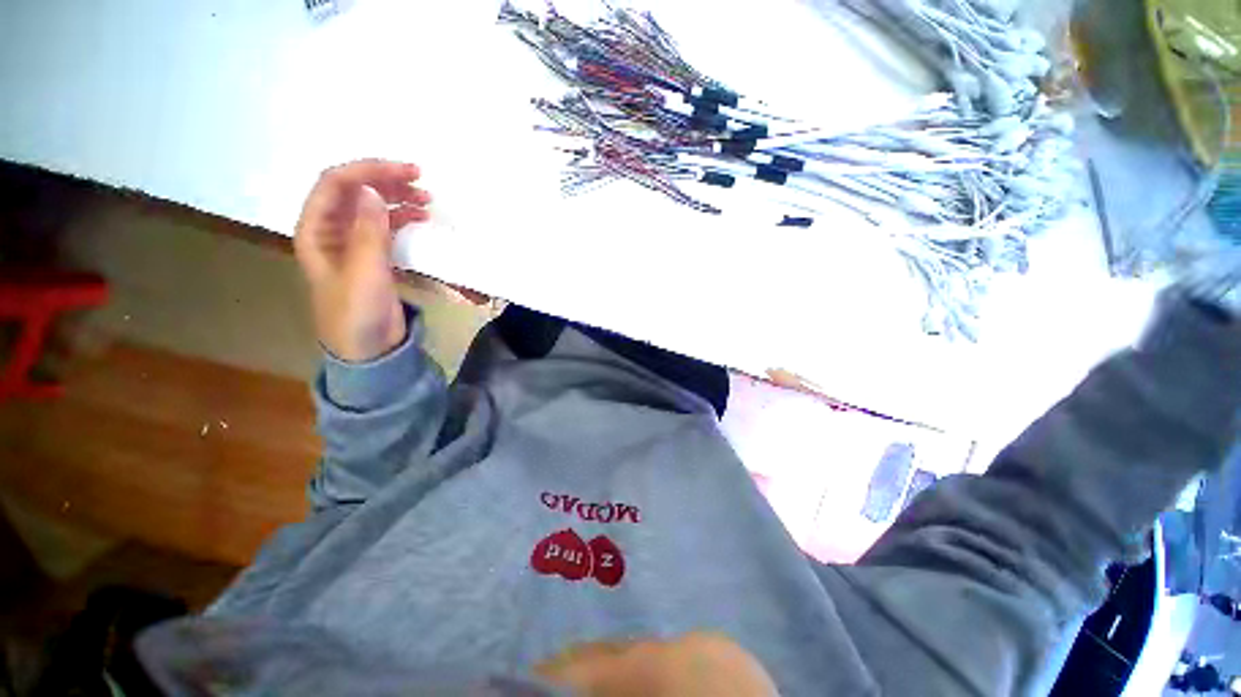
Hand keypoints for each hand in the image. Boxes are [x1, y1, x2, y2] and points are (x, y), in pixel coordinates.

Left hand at [294, 160, 431, 361]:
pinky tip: (420, 218)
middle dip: (385, 181)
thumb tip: (370, 190)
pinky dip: (402, 218)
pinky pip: (384, 227)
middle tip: (421, 182)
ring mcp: (352, 243)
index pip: (335, 185)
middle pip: (353, 191)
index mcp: (316, 231)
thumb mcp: (364, 273)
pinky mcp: (372, 256)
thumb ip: (367, 232)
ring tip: (427, 200)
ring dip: (397, 198)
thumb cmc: (358, 313)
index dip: (368, 172)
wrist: (369, 349)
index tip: (406, 172)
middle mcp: (331, 231)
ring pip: (371, 207)